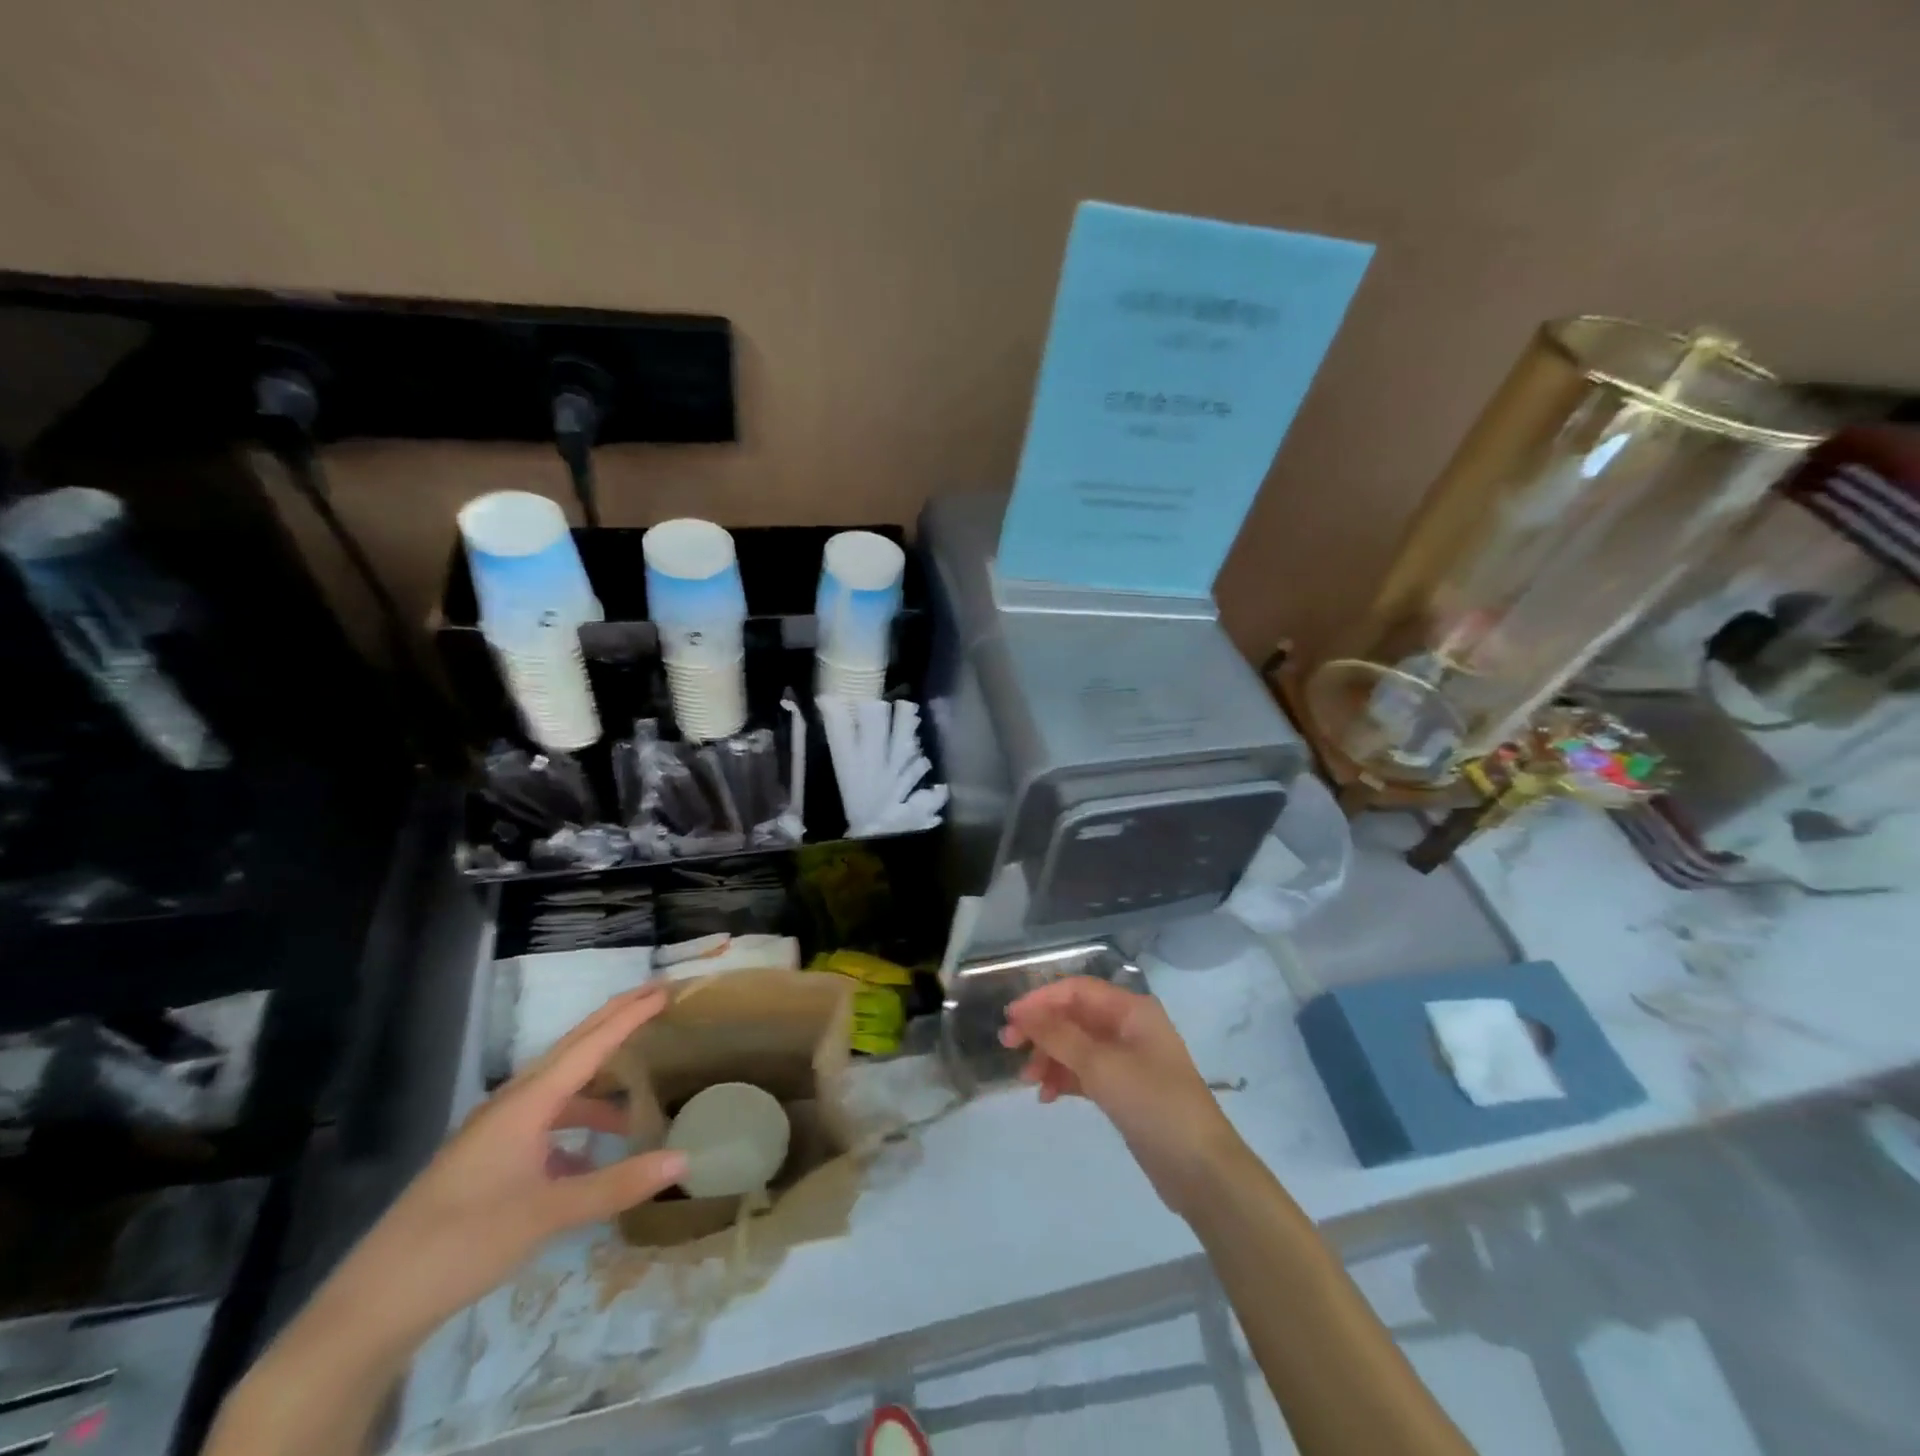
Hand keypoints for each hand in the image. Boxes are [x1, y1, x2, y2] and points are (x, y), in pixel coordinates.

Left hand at [316, 986, 684, 1351]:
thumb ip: (617, 1184)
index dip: (630, 1015)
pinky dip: (576, 1129)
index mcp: (526, 1102)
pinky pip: (545, 1124)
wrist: (374, 1305)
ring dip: (598, 1086)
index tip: (665, 989)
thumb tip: (683, 1159)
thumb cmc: (463, 1243)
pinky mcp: (488, 1161)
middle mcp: (511, 1105)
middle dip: (615, 1023)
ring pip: (559, 1090)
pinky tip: (592, 1160)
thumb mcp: (548, 1214)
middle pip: (572, 1049)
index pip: (590, 1044)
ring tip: (637, 1101)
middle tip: (656, 1000)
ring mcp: (496, 1132)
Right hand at [1001, 977, 1240, 1216]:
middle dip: (1042, 1030)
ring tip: (1028, 1081)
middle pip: (1075, 1016)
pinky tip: (1047, 1096)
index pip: (1077, 990)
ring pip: (1077, 1046)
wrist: (1201, 1170)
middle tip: (1009, 1048)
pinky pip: (1086, 1072)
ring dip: (1050, 1057)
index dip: (1041, 1000)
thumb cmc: (1154, 1104)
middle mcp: (1129, 1027)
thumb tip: (1023, 1013)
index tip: (1010, 1019)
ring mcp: (1128, 1059)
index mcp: (1132, 1010)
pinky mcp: (1125, 1090)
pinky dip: (1065, 1079)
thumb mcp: (1102, 1066)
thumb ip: (1059, 1036)